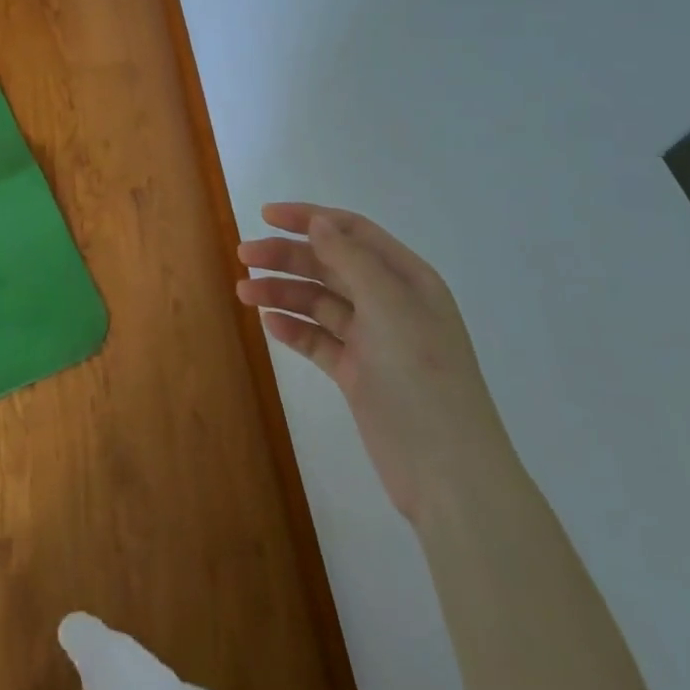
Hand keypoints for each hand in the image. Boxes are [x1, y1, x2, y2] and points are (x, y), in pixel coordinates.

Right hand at [238, 203, 509, 525]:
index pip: (352, 232)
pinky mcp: (358, 374)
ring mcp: (373, 341)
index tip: (265, 215)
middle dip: (287, 256)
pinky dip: (294, 329)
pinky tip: (270, 323)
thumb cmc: (421, 377)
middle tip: (243, 256)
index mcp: (407, 279)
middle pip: (330, 264)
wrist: (447, 473)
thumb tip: (318, 222)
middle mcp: (390, 303)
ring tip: (243, 292)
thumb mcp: (389, 307)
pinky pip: (319, 340)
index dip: (309, 218)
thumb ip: (350, 260)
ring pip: (319, 302)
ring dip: (283, 292)